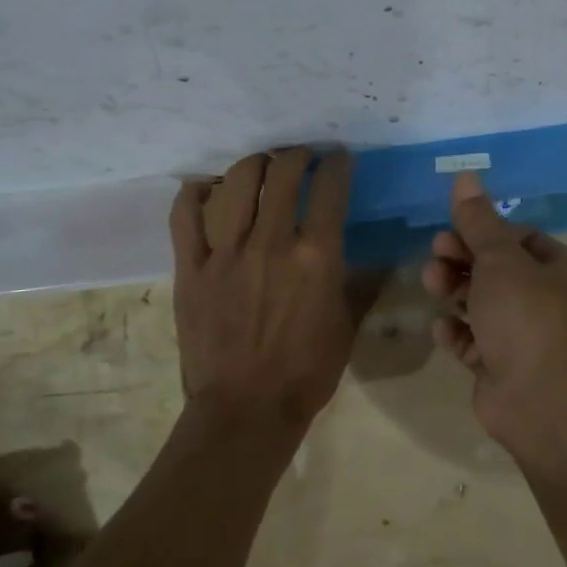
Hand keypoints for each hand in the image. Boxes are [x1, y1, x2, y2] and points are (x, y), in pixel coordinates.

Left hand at [170, 148, 361, 429]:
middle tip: (301, 158)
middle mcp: (272, 242)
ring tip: (261, 166)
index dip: (337, 164)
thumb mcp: (347, 326)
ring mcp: (226, 253)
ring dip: (255, 164)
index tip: (338, 158)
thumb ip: (362, 285)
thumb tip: (381, 261)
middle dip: (297, 156)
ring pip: (238, 183)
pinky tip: (205, 188)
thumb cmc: (306, 372)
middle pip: (283, 174)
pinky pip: (185, 216)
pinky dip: (193, 194)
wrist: (246, 410)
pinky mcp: (191, 268)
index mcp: (317, 256)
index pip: (330, 188)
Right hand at [419, 172, 566, 443]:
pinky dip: (460, 333)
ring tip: (431, 284)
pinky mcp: (508, 367)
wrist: (539, 403)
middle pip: (502, 271)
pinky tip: (443, 329)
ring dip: (456, 291)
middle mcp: (559, 303)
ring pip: (487, 305)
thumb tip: (465, 176)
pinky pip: (479, 341)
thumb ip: (479, 220)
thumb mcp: (500, 260)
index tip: (452, 230)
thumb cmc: (528, 317)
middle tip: (435, 255)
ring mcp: (533, 339)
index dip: (486, 233)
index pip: (524, 239)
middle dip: (464, 261)